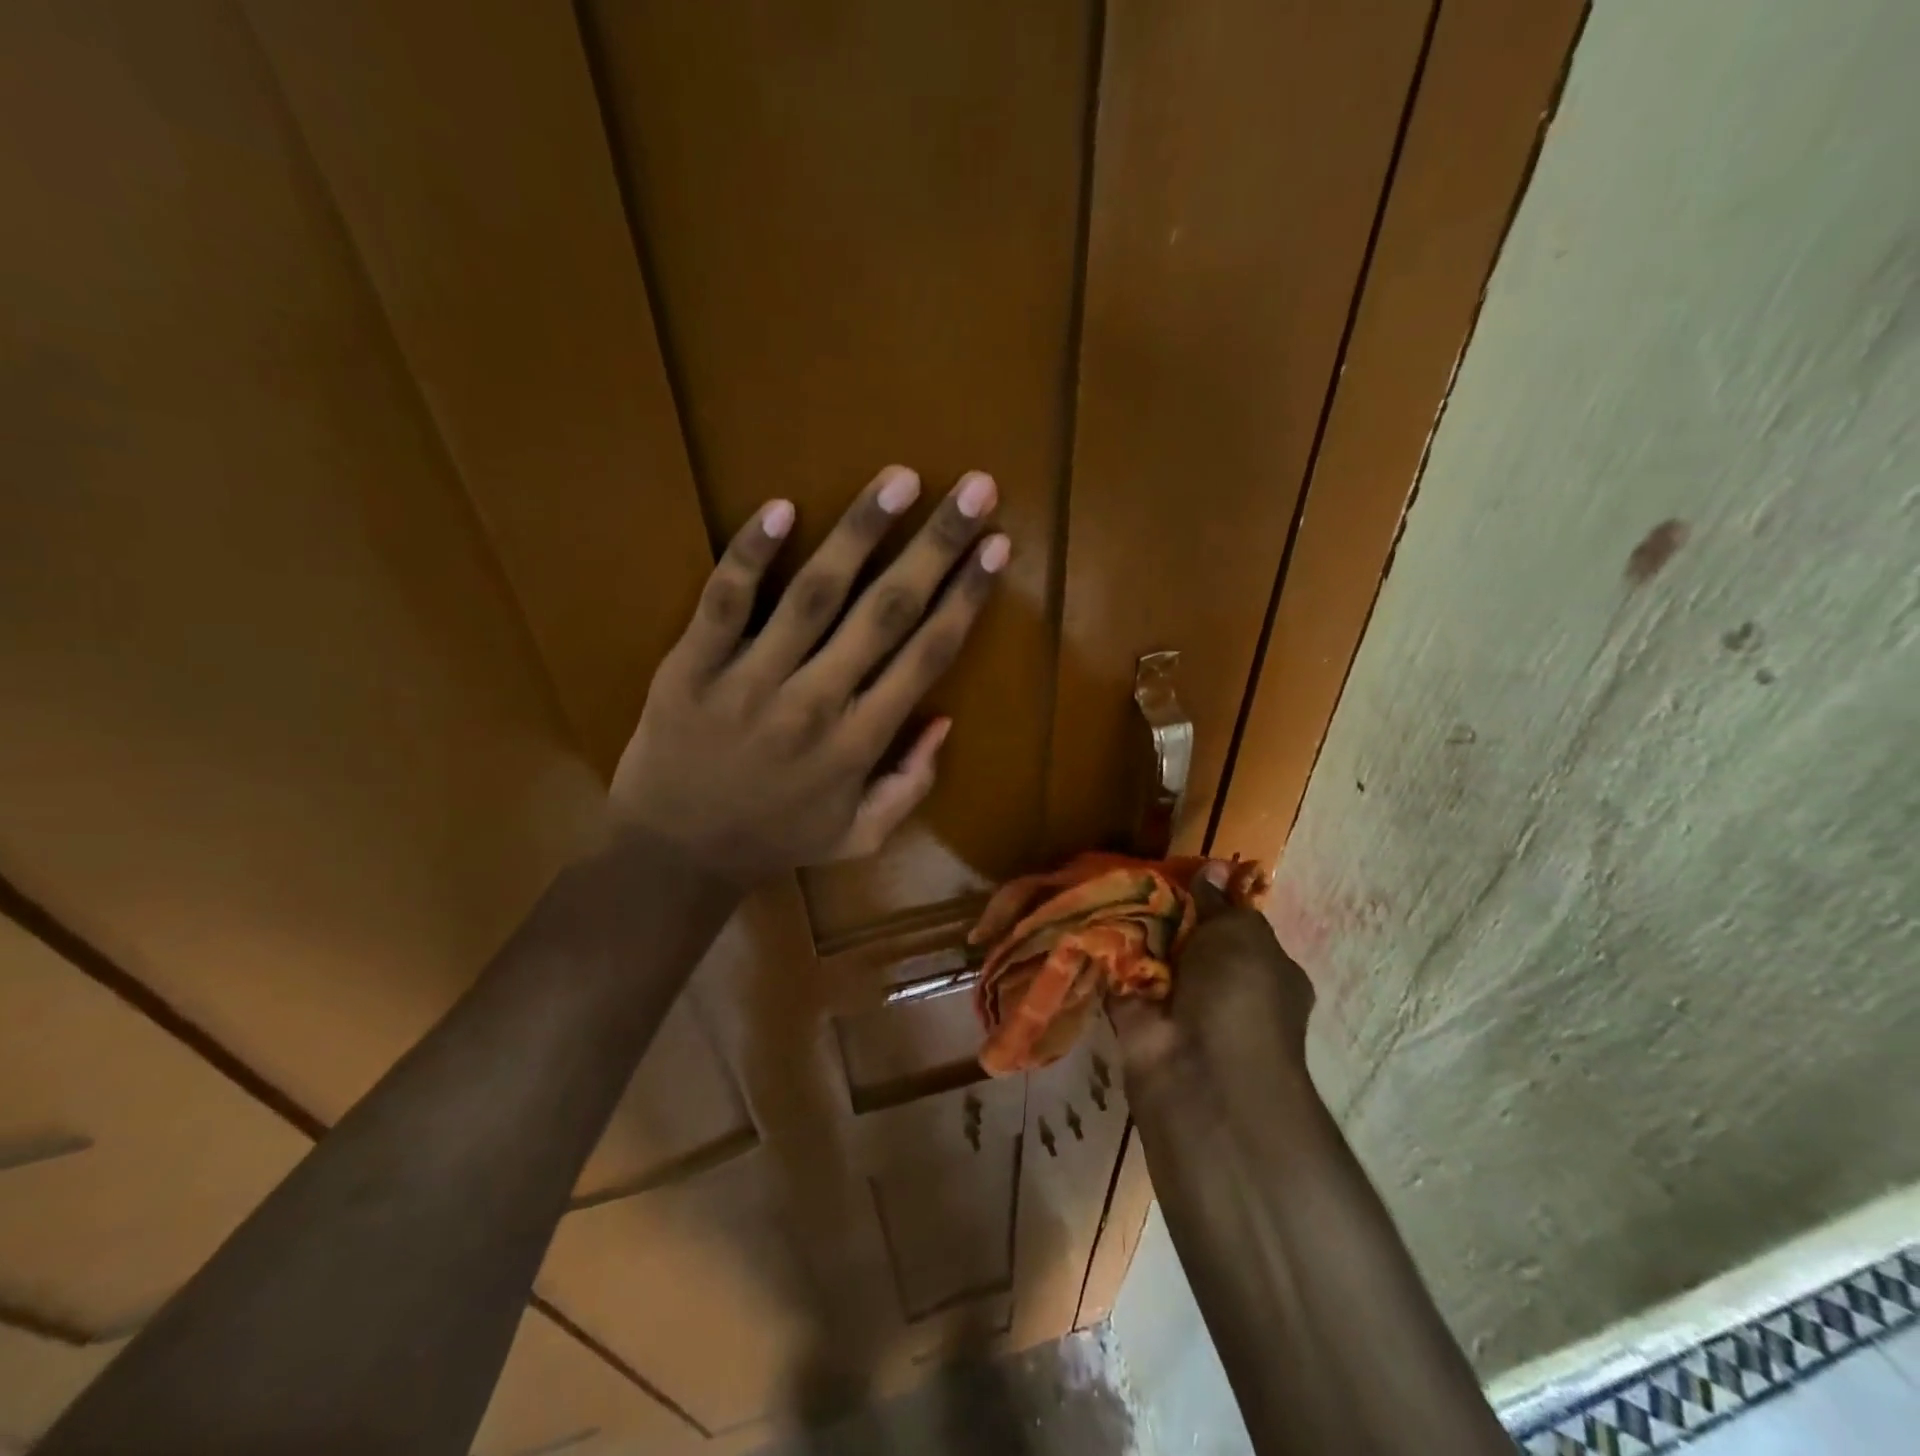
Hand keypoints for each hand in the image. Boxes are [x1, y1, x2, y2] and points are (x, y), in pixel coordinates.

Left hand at [611, 465, 1008, 883]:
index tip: (997, 545)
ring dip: (860, 532)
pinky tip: (782, 506)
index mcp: (860, 743)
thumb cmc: (775, 840)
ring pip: (815, 594)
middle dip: (936, 546)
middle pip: (886, 612)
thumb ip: (910, 785)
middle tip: (974, 488)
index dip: (967, 597)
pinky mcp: (693, 666)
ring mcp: (751, 681)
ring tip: (899, 480)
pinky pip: (724, 602)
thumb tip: (944, 720)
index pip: (926, 655)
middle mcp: (816, 704)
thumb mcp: (860, 837)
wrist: (674, 855)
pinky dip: (751, 555)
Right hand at [1110, 869, 1315, 1097]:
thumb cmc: (1240, 995)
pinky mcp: (1135, 1018)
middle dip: (1163, 908)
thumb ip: (1220, 902)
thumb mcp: (1241, 935)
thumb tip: (1214, 868)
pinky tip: (1085, 915)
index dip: (1208, 897)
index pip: (1235, 925)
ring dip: (1130, 926)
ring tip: (1103, 880)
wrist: (1203, 1073)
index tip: (1178, 869)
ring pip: (1150, 954)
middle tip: (1134, 870)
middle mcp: (1223, 988)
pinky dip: (1102, 952)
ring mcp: (1178, 1005)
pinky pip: (1116, 975)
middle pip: (1187, 936)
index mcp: (1263, 969)